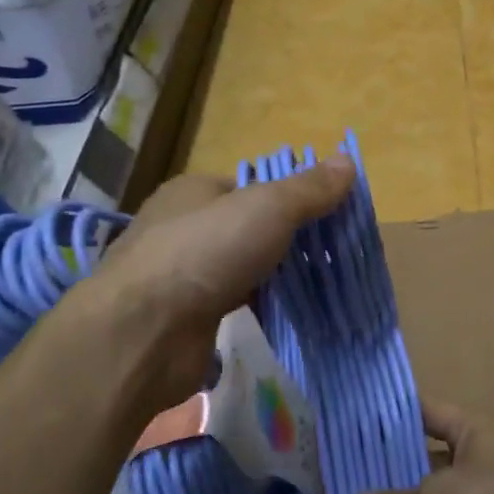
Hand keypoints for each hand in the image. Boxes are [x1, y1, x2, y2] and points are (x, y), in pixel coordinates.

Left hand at [57, 158, 354, 425]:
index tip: (332, 216)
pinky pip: (237, 303)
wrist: (144, 332)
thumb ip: (308, 189)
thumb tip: (348, 160)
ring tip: (324, 285)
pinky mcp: (188, 316)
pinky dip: (262, 307)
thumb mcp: (268, 208)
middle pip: (250, 227)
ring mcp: (184, 274)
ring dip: (278, 276)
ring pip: (244, 267)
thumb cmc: (206, 252)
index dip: (293, 197)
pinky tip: (292, 314)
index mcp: (196, 191)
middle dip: (290, 240)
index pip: (253, 186)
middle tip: (335, 254)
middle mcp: (185, 228)